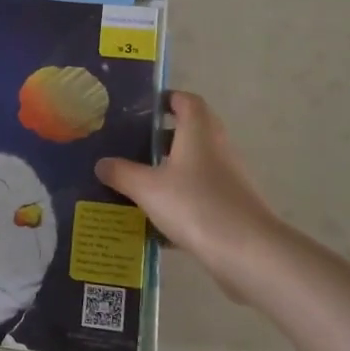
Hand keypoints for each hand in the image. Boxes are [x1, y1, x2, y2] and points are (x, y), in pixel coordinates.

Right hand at [95, 92, 286, 301]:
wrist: (247, 251)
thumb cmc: (195, 205)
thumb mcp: (147, 188)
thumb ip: (121, 173)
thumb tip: (102, 163)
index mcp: (198, 130)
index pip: (185, 100)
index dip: (165, 99)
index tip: (140, 110)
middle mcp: (216, 146)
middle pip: (189, 131)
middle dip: (160, 138)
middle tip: (129, 146)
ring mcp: (227, 176)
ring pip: (193, 164)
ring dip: (168, 170)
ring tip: (136, 183)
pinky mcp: (231, 204)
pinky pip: (199, 193)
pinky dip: (179, 200)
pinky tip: (155, 220)